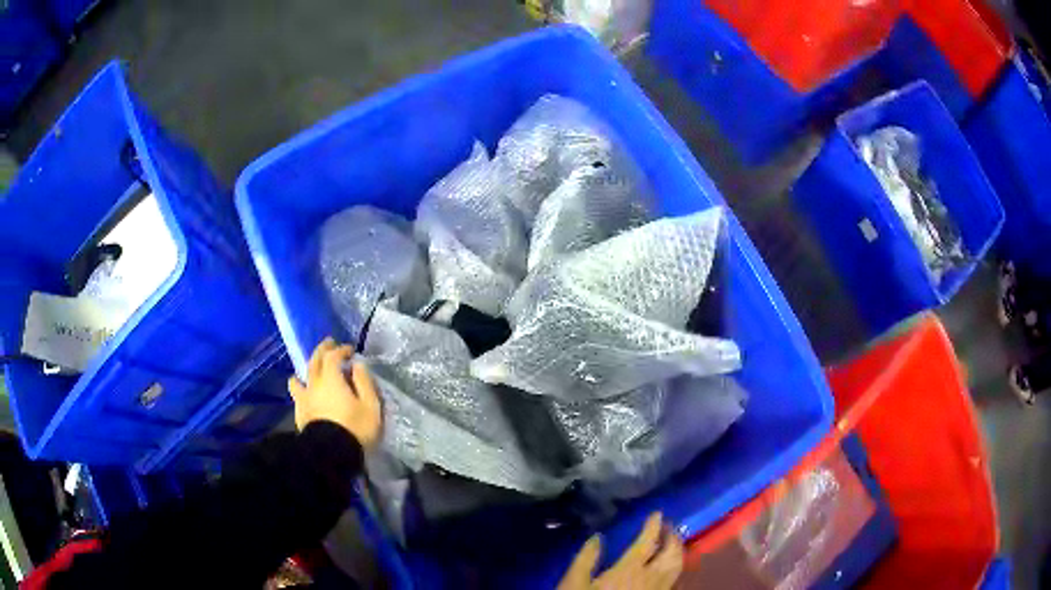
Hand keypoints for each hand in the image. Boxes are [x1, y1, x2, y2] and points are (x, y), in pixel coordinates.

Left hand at [288, 337, 381, 448]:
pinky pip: (296, 394)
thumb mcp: (370, 406)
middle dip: (323, 350)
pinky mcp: (299, 413)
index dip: (341, 350)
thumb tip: (358, 366)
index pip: (333, 356)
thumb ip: (364, 383)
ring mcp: (304, 399)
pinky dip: (299, 386)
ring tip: (310, 367)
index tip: (350, 350)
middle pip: (315, 361)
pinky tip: (301, 389)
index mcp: (331, 379)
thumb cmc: (355, 429)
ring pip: (300, 377)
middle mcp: (314, 384)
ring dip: (307, 368)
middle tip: (330, 344)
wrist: (331, 455)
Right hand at [558, 513, 683, 589]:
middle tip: (668, 525)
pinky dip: (676, 566)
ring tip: (672, 542)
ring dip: (678, 550)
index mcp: (629, 569)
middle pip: (671, 552)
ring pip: (678, 566)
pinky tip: (668, 565)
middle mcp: (650, 577)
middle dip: (672, 536)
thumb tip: (598, 536)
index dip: (654, 525)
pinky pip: (674, 578)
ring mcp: (658, 589)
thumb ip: (586, 559)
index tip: (657, 513)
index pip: (647, 542)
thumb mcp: (574, 583)